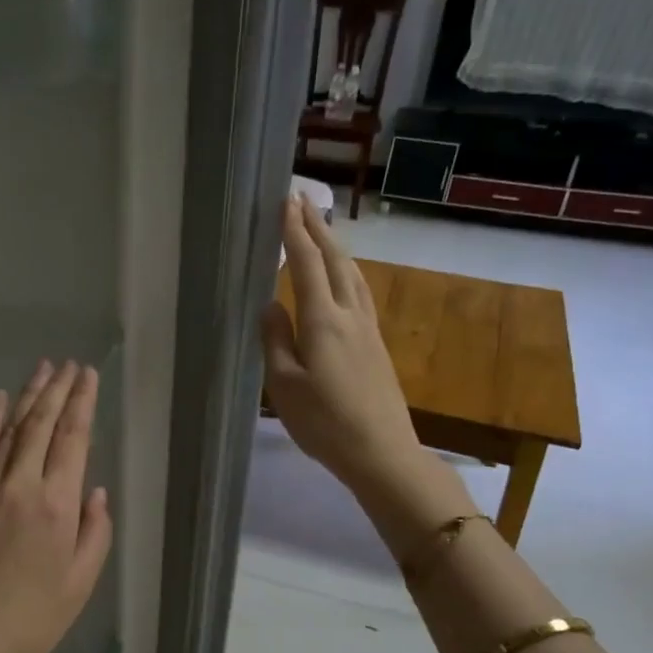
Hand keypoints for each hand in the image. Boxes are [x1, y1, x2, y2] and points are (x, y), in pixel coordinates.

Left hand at [0, 361, 113, 652]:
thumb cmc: (32, 621)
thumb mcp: (81, 583)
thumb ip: (95, 531)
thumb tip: (94, 490)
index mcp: (57, 506)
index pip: (72, 438)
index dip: (81, 402)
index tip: (87, 375)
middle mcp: (19, 486)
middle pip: (39, 424)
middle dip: (56, 389)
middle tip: (67, 364)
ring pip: (8, 430)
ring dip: (26, 397)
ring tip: (41, 370)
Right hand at [261, 196, 426, 496]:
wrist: (382, 451)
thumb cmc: (325, 423)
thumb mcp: (285, 386)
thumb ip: (276, 341)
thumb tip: (271, 304)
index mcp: (323, 321)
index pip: (308, 265)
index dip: (296, 233)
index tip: (287, 202)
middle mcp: (349, 315)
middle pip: (336, 261)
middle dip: (318, 229)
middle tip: (303, 201)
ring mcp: (368, 329)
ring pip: (354, 274)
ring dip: (337, 247)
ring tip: (324, 229)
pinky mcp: (377, 344)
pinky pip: (361, 292)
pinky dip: (348, 271)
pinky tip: (346, 277)